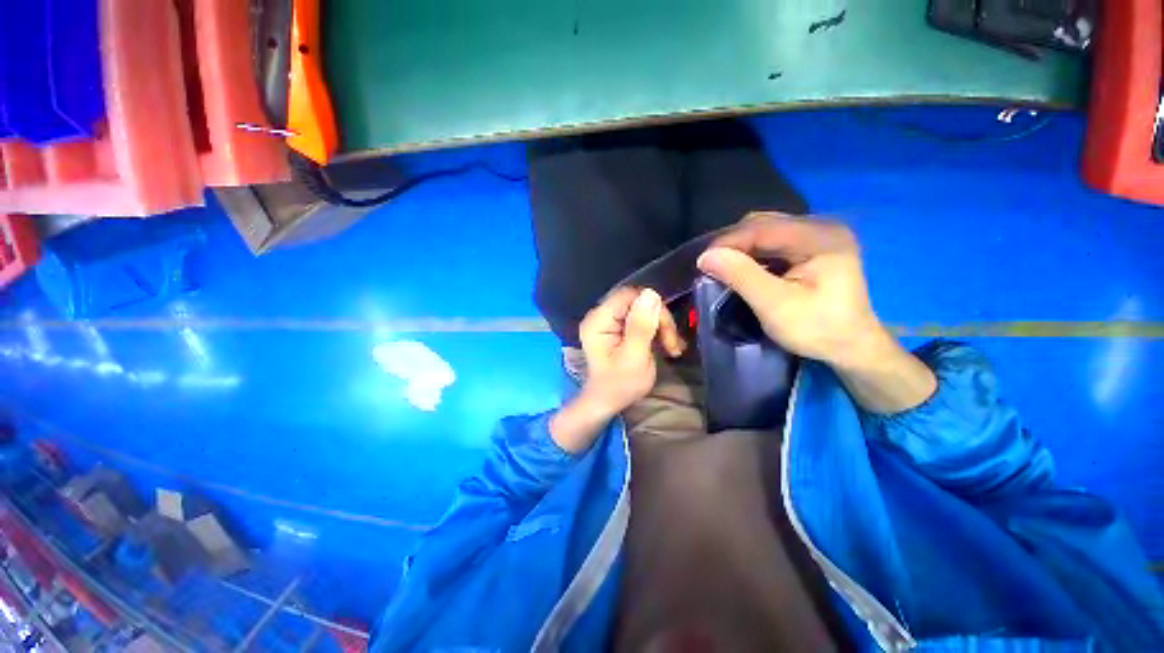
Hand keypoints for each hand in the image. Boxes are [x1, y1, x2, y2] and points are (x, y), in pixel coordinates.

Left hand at [579, 287, 684, 414]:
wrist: (608, 401)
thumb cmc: (620, 385)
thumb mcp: (634, 357)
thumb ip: (641, 325)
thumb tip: (651, 293)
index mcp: (599, 320)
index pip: (630, 296)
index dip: (653, 309)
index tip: (667, 332)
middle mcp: (600, 315)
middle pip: (637, 302)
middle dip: (659, 321)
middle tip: (671, 346)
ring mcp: (608, 321)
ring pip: (642, 309)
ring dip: (661, 327)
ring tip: (671, 349)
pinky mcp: (616, 327)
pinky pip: (640, 318)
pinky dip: (655, 330)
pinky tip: (665, 345)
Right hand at [697, 213, 882, 368]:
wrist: (851, 347)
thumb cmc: (817, 329)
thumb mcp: (775, 305)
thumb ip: (741, 276)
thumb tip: (705, 256)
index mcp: (821, 237)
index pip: (763, 228)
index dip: (728, 241)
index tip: (702, 261)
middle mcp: (821, 228)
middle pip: (764, 224)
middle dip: (733, 243)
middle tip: (711, 266)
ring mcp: (818, 236)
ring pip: (766, 232)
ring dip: (741, 249)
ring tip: (722, 267)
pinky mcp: (812, 248)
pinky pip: (773, 243)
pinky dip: (753, 254)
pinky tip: (742, 268)